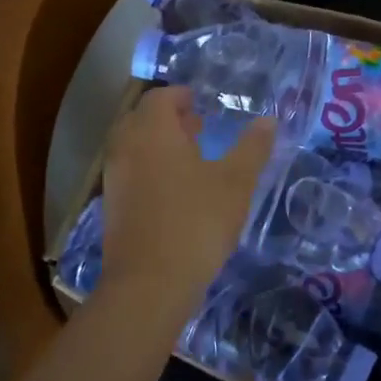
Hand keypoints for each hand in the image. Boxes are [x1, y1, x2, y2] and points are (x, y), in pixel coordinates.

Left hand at [97, 88, 276, 321]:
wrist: (150, 284)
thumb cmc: (196, 221)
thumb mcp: (236, 182)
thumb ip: (253, 147)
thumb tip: (269, 120)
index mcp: (152, 132)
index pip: (160, 97)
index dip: (181, 96)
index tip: (201, 103)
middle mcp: (126, 148)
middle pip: (141, 119)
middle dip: (168, 119)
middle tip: (197, 129)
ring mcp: (114, 179)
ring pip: (133, 147)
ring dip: (158, 145)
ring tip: (191, 160)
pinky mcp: (111, 208)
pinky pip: (129, 173)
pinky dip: (149, 169)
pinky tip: (175, 192)